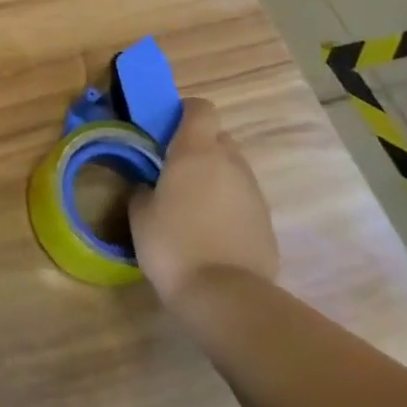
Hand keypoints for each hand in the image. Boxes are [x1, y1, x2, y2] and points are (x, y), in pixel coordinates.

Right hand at [129, 98, 277, 306]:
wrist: (227, 297)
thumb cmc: (173, 244)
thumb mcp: (140, 214)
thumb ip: (143, 189)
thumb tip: (150, 186)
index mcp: (196, 151)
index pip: (200, 108)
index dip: (184, 112)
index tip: (166, 128)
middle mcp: (230, 163)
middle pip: (218, 137)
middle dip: (199, 146)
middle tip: (174, 169)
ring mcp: (253, 193)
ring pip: (232, 169)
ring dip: (214, 176)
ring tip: (191, 204)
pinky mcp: (267, 222)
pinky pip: (242, 199)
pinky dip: (228, 204)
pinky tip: (211, 231)